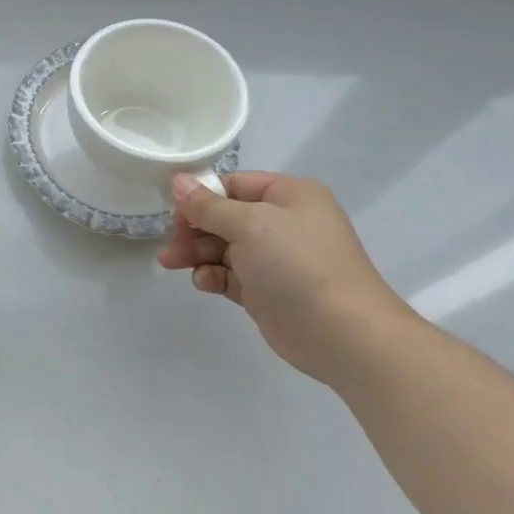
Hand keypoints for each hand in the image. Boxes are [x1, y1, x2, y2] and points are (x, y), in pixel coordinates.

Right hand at [158, 170, 417, 384]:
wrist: (342, 333)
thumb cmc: (297, 264)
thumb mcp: (249, 224)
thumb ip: (208, 205)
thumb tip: (177, 180)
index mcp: (289, 195)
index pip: (234, 185)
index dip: (201, 196)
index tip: (174, 213)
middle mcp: (283, 222)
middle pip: (225, 216)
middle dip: (194, 229)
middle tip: (171, 244)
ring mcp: (275, 258)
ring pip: (223, 247)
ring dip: (197, 253)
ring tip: (172, 263)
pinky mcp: (267, 290)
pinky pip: (230, 275)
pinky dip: (213, 275)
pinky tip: (203, 283)